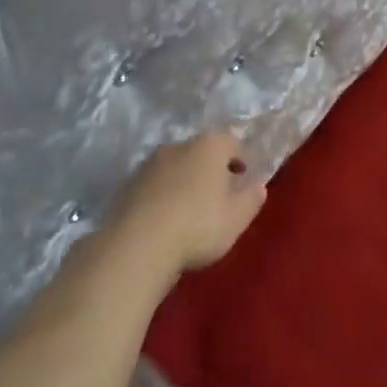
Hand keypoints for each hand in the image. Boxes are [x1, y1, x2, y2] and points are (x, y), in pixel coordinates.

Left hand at [112, 130, 266, 277]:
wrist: (138, 245)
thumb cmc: (198, 225)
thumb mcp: (237, 218)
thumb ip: (252, 198)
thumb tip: (257, 186)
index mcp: (209, 146)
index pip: (231, 141)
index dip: (240, 158)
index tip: (243, 178)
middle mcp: (179, 146)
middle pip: (201, 151)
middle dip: (212, 168)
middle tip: (219, 195)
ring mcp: (149, 164)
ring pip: (176, 166)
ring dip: (185, 181)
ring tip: (191, 209)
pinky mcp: (128, 185)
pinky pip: (155, 184)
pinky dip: (164, 194)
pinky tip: (166, 218)